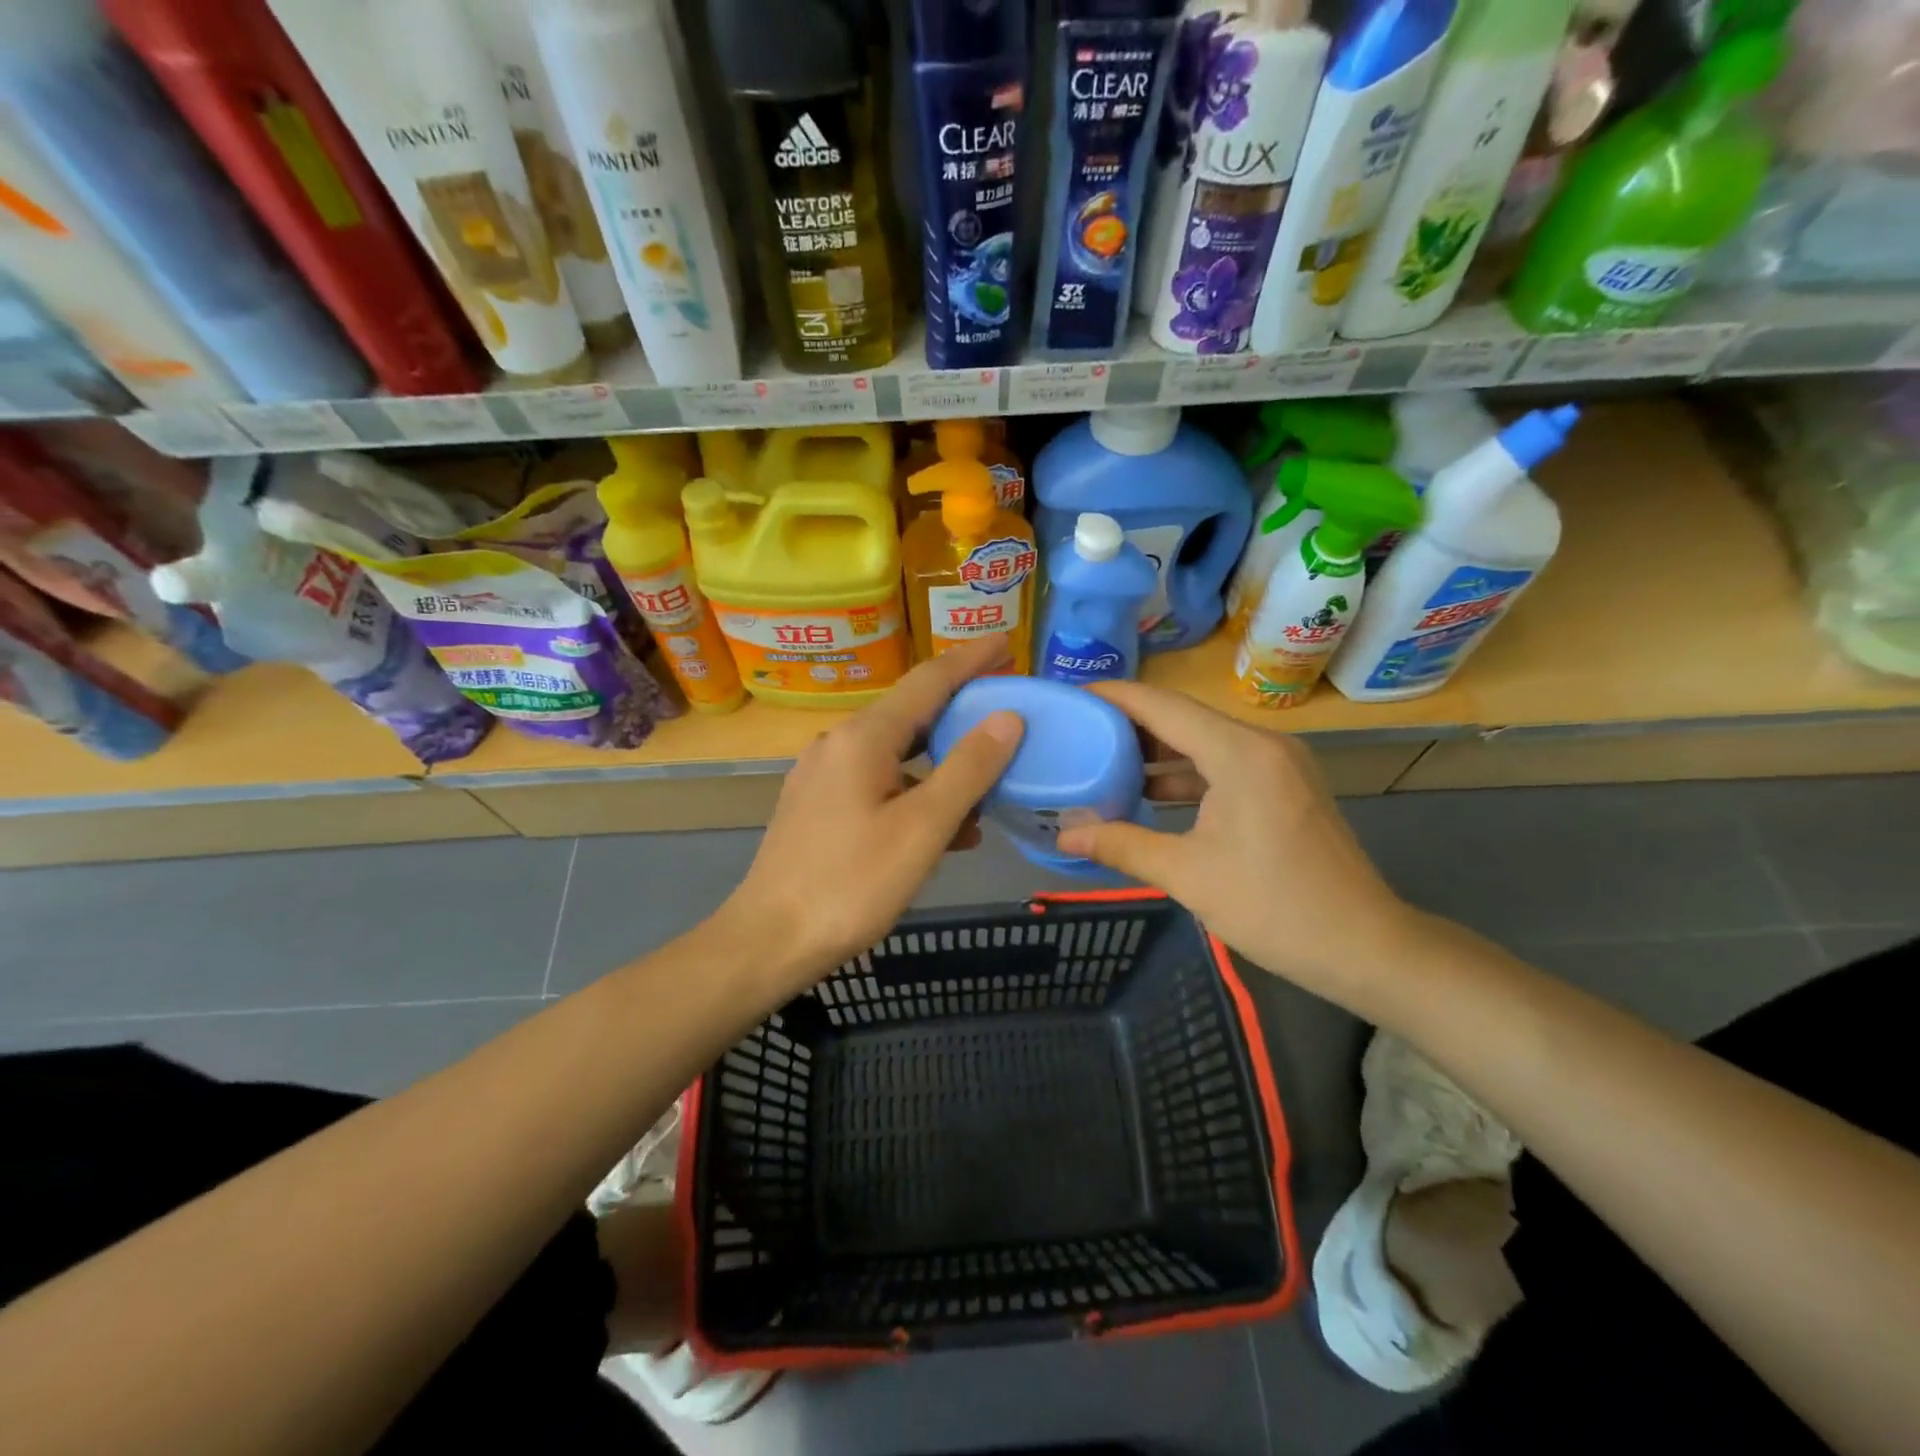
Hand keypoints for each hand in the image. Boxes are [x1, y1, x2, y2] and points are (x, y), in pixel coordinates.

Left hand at [718, 636, 1023, 990]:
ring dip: (943, 760)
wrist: (769, 941)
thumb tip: (1008, 719)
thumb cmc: (851, 884)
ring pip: (897, 753)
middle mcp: (839, 744)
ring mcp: (824, 776)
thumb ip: (968, 769)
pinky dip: (917, 792)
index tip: (1007, 641)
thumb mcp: (922, 828)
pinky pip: (879, 783)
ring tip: (989, 776)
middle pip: (911, 713)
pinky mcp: (819, 807)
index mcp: (863, 738)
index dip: (971, 659)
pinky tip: (946, 827)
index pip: (928, 681)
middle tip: (1006, 704)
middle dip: (960, 707)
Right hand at [1054, 681, 1420, 1009]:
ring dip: (1158, 752)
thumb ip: (1122, 845)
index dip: (1114, 697)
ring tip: (1103, 762)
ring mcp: (1280, 764)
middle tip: (1079, 733)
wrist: (1366, 946)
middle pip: (1184, 718)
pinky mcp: (1286, 786)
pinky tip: (1151, 794)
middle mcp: (1262, 744)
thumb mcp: (1188, 876)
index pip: (1163, 706)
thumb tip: (1064, 834)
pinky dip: (1187, 774)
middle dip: (1130, 725)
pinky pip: (1225, 764)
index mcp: (1240, 754)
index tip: (1072, 697)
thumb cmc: (1275, 907)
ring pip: (1205, 742)